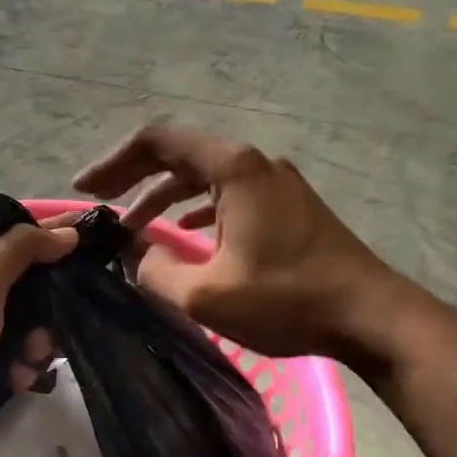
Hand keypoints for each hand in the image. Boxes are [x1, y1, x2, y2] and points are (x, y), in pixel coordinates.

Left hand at [0, 221, 75, 444]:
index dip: (67, 234)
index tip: (107, 243)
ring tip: (27, 366)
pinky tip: (15, 382)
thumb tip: (67, 234)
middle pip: (41, 288)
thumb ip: (21, 250)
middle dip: (55, 313)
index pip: (34, 236)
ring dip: (39, 347)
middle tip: (50, 338)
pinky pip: (17, 357)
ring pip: (33, 326)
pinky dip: (21, 368)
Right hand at [74, 125, 407, 359]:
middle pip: (180, 154)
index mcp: (233, 168)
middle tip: (100, 205)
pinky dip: (196, 208)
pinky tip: (183, 233)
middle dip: (134, 177)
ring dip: (164, 196)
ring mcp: (275, 183)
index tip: (86, 190)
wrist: (370, 315)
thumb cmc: (288, 298)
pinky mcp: (287, 206)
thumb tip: (137, 255)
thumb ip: (157, 271)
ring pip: (205, 176)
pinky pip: (228, 194)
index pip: (158, 141)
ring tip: (134, 226)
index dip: (114, 162)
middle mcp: (254, 163)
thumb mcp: (207, 294)